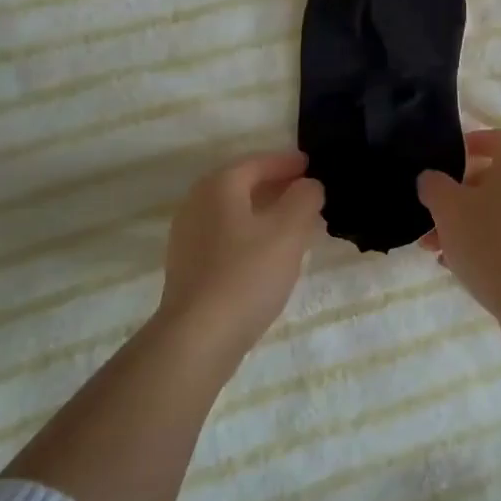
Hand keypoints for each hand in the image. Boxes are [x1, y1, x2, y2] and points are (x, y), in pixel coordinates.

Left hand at [158, 151, 325, 360]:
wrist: (198, 338)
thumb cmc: (246, 275)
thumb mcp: (288, 231)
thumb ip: (304, 199)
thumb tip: (309, 185)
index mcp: (218, 186)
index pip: (257, 162)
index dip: (287, 162)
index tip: (312, 166)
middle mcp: (197, 204)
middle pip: (241, 185)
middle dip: (275, 186)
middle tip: (307, 193)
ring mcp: (188, 237)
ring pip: (234, 213)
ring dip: (264, 213)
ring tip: (295, 225)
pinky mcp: (189, 268)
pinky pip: (226, 237)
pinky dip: (250, 235)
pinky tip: (269, 255)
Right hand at [417, 129, 500, 321]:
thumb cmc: (491, 240)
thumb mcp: (448, 208)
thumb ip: (433, 185)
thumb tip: (431, 178)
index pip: (497, 138)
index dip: (470, 142)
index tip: (445, 157)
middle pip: (493, 178)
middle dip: (457, 194)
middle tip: (430, 212)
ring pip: (496, 211)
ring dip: (464, 223)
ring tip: (433, 246)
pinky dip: (482, 243)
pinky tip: (455, 265)